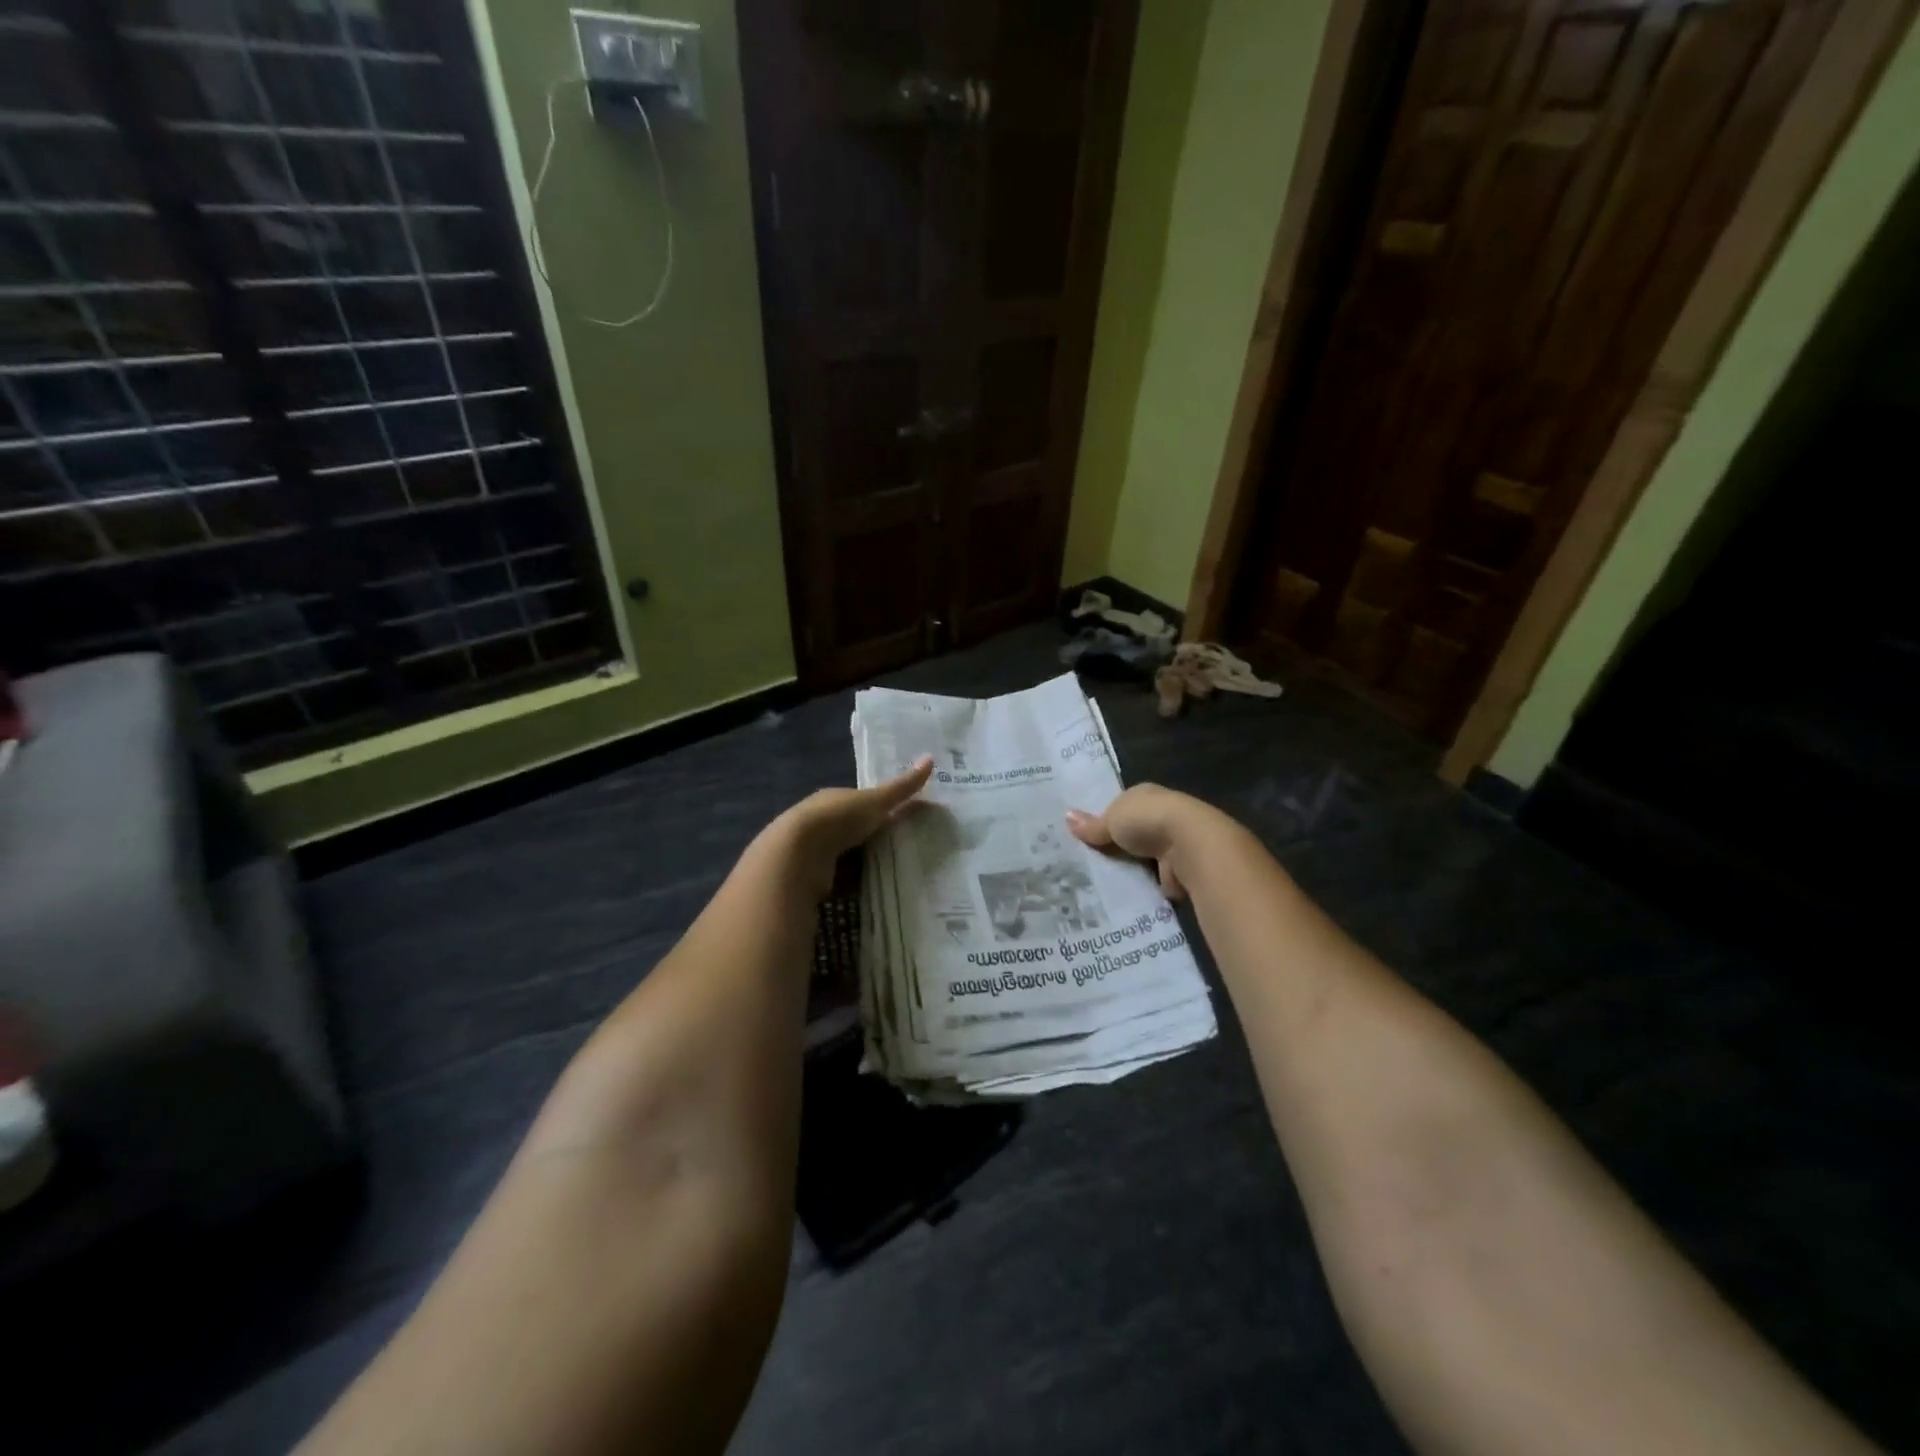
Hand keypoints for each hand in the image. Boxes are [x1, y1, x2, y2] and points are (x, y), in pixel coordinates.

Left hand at [775, 757, 933, 898]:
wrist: (796, 857)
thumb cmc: (837, 820)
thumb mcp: (875, 801)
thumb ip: (902, 787)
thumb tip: (931, 758)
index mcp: (833, 799)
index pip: (860, 802)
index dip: (880, 809)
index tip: (905, 820)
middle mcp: (821, 823)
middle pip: (854, 831)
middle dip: (874, 839)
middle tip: (908, 849)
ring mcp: (814, 852)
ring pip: (847, 857)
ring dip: (866, 864)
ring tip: (898, 874)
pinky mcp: (813, 879)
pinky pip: (841, 881)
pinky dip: (856, 885)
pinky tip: (875, 891)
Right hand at [1066, 784, 1207, 898]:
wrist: (1190, 846)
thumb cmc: (1147, 820)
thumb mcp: (1111, 820)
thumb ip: (1092, 825)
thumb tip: (1066, 817)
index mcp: (1145, 795)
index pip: (1121, 806)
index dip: (1104, 819)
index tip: (1084, 835)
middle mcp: (1162, 815)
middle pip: (1132, 833)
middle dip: (1115, 846)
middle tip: (1084, 863)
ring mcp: (1172, 843)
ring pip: (1142, 857)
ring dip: (1128, 868)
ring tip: (1096, 883)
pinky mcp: (1178, 869)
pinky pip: (1152, 879)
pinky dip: (1141, 886)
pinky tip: (1120, 895)